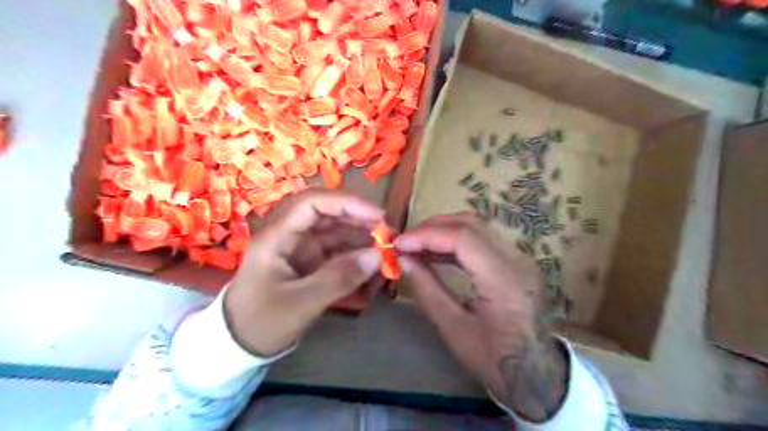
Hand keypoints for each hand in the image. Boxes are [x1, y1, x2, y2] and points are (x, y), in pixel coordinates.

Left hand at [225, 188, 383, 356]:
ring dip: (360, 235)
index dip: (346, 203)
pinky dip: (355, 251)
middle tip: (387, 233)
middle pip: (326, 212)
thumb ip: (339, 279)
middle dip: (358, 218)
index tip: (377, 216)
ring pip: (334, 229)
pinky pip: (335, 247)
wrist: (239, 344)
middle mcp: (288, 233)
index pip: (312, 202)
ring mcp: (299, 246)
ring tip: (385, 247)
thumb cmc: (262, 322)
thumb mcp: (301, 304)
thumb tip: (377, 256)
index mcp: (276, 236)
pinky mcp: (308, 259)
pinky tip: (372, 259)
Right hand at [392, 214, 565, 421]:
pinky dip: (456, 240)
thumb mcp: (454, 329)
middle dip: (433, 227)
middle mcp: (517, 261)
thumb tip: (404, 260)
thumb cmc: (494, 358)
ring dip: (444, 231)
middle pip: (471, 224)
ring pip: (477, 227)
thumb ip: (427, 290)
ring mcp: (520, 259)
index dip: (426, 236)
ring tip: (417, 245)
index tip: (399, 244)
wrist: (536, 373)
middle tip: (406, 241)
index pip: (463, 238)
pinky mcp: (517, 262)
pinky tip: (437, 253)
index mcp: (504, 281)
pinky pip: (483, 239)